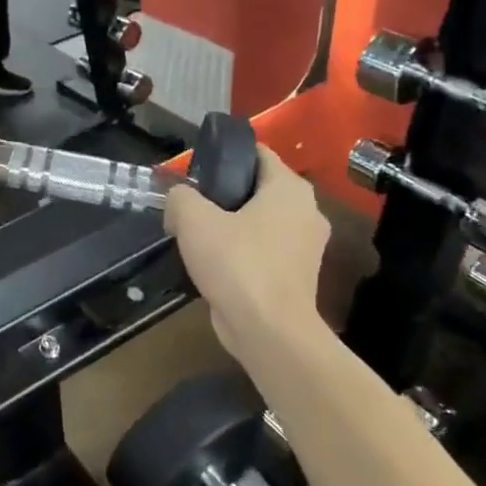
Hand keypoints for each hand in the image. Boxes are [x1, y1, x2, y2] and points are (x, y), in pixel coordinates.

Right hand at [165, 149, 329, 357]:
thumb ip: (181, 197)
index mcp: (290, 189)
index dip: (224, 156)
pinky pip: (263, 251)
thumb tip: (179, 199)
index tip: (194, 170)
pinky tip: (212, 264)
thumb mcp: (194, 220)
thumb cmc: (237, 264)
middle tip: (189, 205)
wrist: (268, 332)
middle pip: (257, 188)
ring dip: (230, 225)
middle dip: (223, 194)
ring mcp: (305, 247)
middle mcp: (307, 212)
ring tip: (195, 236)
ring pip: (260, 222)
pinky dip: (240, 253)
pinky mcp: (296, 277)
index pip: (258, 154)